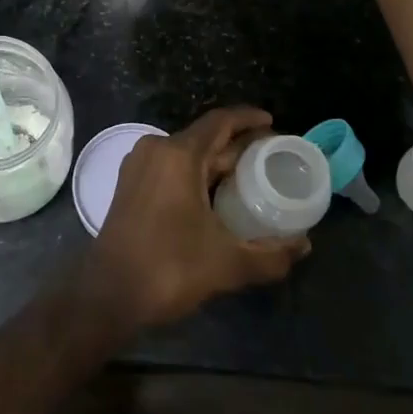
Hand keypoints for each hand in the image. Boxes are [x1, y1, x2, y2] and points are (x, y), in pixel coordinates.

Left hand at [82, 106, 309, 332]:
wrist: (108, 294)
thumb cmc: (168, 268)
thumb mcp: (226, 263)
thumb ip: (270, 254)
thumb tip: (304, 246)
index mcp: (178, 154)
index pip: (220, 122)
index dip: (248, 119)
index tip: (273, 124)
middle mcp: (156, 150)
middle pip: (204, 137)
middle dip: (238, 145)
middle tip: (271, 158)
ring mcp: (139, 166)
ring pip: (187, 153)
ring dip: (216, 161)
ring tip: (249, 176)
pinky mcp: (130, 184)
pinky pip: (171, 166)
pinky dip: (196, 173)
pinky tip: (215, 194)